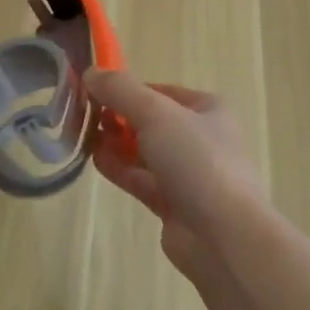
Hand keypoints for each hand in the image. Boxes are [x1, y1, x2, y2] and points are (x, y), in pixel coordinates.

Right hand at [85, 70, 263, 278]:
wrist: (225, 237)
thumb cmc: (196, 160)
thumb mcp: (156, 113)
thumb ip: (120, 90)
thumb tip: (90, 72)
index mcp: (208, 109)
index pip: (160, 91)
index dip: (128, 89)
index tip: (95, 91)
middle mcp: (202, 139)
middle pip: (151, 121)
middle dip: (119, 117)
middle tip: (86, 115)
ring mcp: (189, 175)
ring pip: (145, 152)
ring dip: (116, 143)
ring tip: (84, 135)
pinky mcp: (175, 206)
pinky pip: (142, 179)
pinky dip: (120, 169)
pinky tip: (95, 161)